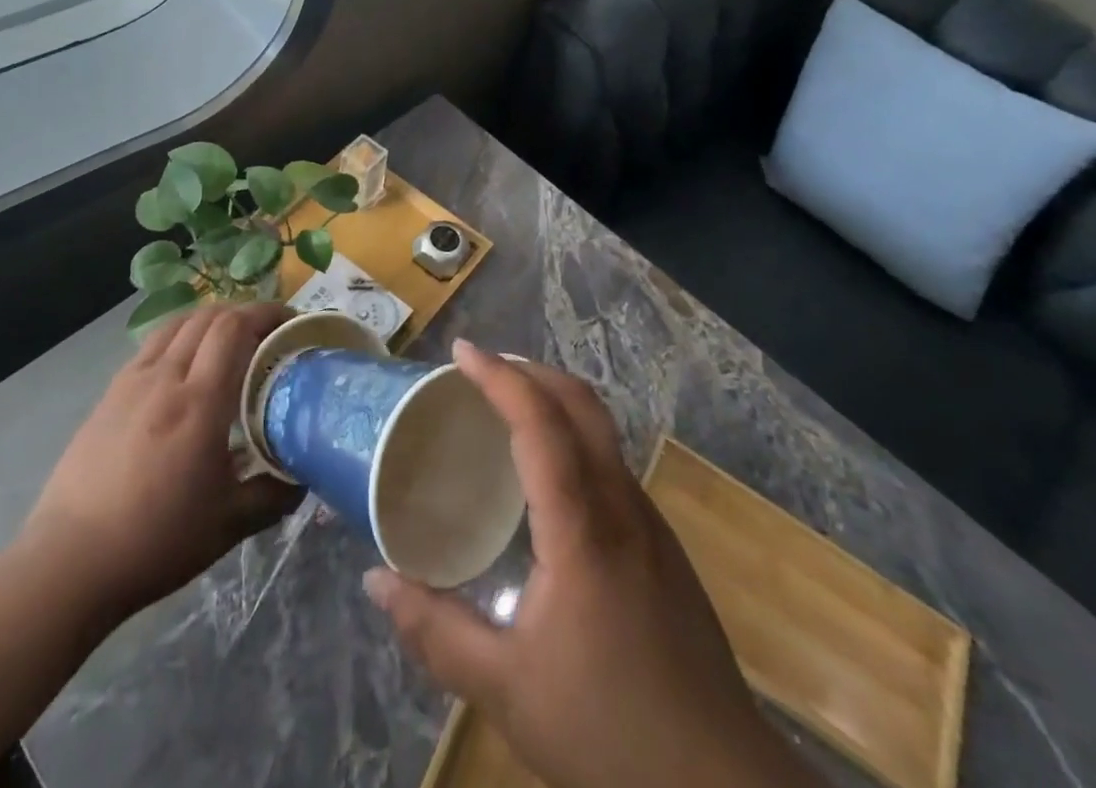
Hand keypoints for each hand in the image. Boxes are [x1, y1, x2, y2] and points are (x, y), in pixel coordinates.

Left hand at [21, 303, 301, 620]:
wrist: (69, 563)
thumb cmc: (156, 540)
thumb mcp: (229, 524)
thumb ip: (273, 494)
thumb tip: (304, 477)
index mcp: (199, 401)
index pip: (234, 327)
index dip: (266, 313)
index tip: (291, 322)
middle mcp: (165, 378)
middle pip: (208, 317)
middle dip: (244, 312)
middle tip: (268, 332)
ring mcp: (131, 382)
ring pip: (176, 324)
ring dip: (210, 320)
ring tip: (229, 340)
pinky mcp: (108, 396)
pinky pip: (152, 346)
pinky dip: (179, 338)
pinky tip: (184, 368)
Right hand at [364, 341, 815, 787]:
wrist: (721, 787)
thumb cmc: (609, 731)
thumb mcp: (507, 689)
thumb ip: (436, 632)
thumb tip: (374, 581)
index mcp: (581, 526)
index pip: (539, 422)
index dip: (499, 377)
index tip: (460, 351)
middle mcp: (620, 504)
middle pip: (580, 403)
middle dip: (529, 371)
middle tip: (480, 369)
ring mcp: (649, 521)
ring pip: (601, 428)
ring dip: (554, 399)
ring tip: (506, 409)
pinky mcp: (662, 544)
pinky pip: (611, 461)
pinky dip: (573, 436)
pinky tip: (549, 477)